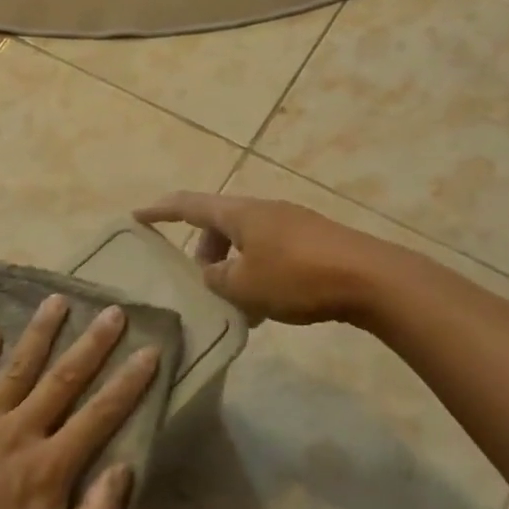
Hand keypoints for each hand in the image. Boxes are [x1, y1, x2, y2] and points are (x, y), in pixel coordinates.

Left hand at [0, 295, 159, 508]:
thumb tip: (124, 467)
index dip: (128, 382)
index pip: (100, 415)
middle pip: (63, 379)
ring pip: (16, 369)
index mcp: (50, 468)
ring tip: (57, 299)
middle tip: (112, 311)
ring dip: (39, 332)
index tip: (148, 351)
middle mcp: (19, 434)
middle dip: (92, 344)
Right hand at [134, 192, 376, 324]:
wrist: (372, 279)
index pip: (188, 205)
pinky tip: (269, 303)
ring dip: (233, 265)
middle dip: (204, 250)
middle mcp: (262, 210)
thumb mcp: (245, 286)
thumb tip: (212, 274)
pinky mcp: (314, 240)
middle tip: (201, 281)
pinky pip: (271, 250)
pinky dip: (257, 270)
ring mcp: (291, 222)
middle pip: (219, 223)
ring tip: (237, 302)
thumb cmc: (298, 277)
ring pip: (246, 239)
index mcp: (239, 213)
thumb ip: (218, 279)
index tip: (136, 215)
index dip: (160, 210)